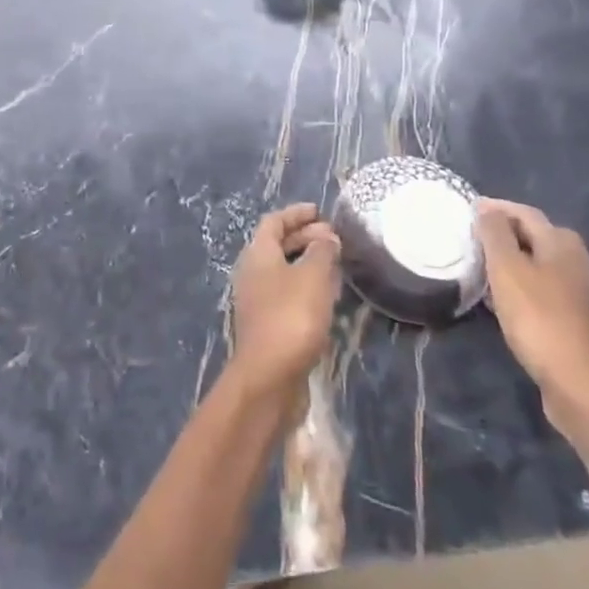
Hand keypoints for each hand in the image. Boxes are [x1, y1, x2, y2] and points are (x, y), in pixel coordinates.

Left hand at [229, 203, 340, 400]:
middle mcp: (252, 273)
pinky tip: (327, 296)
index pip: (273, 222)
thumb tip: (327, 237)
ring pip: (284, 271)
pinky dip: (306, 286)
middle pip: (277, 245)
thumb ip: (322, 252)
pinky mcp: (268, 325)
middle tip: (334, 237)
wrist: (269, 377)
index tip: (320, 211)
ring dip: (307, 263)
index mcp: (257, 254)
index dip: (296, 213)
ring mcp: (258, 300)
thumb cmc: (291, 317)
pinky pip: (288, 294)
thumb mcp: (313, 277)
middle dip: (305, 237)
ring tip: (336, 263)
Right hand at [477, 197, 588, 462]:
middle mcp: (578, 261)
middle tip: (473, 238)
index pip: (524, 212)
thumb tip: (487, 209)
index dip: (495, 208)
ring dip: (512, 261)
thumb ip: (495, 234)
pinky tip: (503, 300)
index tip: (467, 209)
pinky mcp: (577, 320)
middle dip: (504, 233)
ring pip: (539, 264)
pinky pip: (543, 290)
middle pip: (535, 236)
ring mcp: (581, 293)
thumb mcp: (507, 269)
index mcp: (562, 243)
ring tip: (482, 267)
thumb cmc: (539, 318)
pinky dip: (521, 286)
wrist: (580, 384)